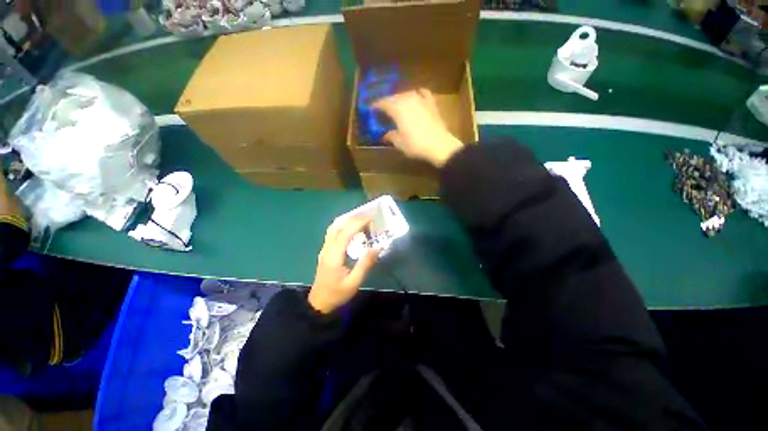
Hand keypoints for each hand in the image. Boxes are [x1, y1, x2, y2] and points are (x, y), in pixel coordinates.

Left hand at [308, 216, 378, 313]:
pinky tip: (350, 228)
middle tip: (368, 218)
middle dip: (353, 219)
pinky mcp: (325, 251)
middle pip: (338, 227)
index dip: (358, 223)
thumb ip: (365, 264)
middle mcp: (327, 248)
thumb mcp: (354, 282)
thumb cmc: (337, 294)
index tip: (370, 219)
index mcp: (334, 255)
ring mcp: (324, 249)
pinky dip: (342, 226)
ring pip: (333, 228)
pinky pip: (332, 233)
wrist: (319, 303)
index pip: (345, 233)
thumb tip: (376, 248)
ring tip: (360, 220)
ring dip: (346, 221)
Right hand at [373, 88, 463, 166]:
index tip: (371, 109)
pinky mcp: (431, 102)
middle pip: (394, 97)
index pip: (383, 103)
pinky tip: (416, 96)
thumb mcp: (399, 143)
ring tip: (398, 105)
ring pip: (407, 94)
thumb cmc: (415, 144)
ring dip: (400, 98)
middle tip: (384, 110)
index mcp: (397, 108)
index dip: (376, 106)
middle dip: (387, 102)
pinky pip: (422, 93)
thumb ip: (391, 136)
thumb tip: (385, 135)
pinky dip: (417, 94)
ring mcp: (421, 98)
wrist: (439, 144)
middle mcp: (407, 98)